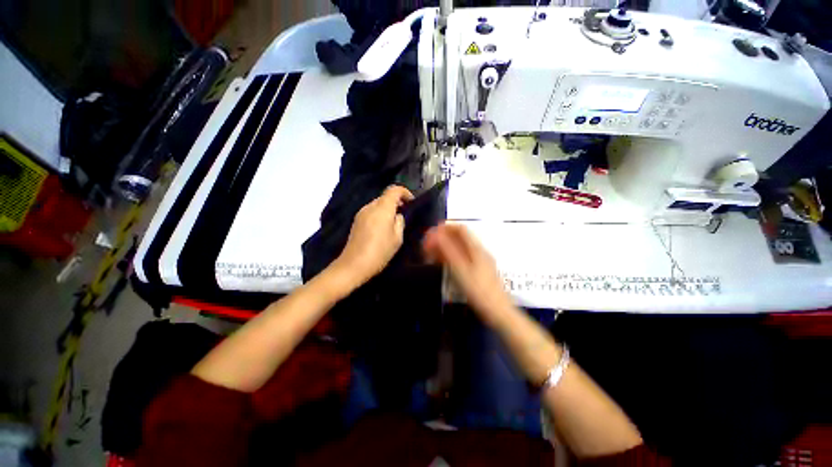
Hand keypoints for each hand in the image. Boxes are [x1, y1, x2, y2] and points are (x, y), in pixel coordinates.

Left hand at [332, 185, 413, 287]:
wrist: (354, 265)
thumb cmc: (380, 252)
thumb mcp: (397, 238)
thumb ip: (400, 222)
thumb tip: (398, 215)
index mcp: (382, 208)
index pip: (394, 189)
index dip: (405, 192)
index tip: (411, 202)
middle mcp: (370, 206)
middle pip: (385, 196)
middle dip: (396, 202)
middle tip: (404, 214)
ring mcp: (361, 213)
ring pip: (378, 204)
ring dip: (387, 209)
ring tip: (393, 223)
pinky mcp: (356, 220)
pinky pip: (371, 211)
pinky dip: (379, 214)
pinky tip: (382, 228)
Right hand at [423, 223, 512, 323]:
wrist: (497, 311)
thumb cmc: (478, 290)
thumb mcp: (460, 270)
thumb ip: (448, 250)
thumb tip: (436, 234)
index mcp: (476, 249)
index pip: (461, 229)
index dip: (446, 227)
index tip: (431, 232)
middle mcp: (478, 252)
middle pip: (459, 238)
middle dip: (442, 238)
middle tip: (427, 245)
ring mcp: (479, 261)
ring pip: (459, 249)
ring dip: (445, 248)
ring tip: (430, 254)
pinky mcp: (478, 271)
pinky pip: (462, 258)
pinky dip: (450, 258)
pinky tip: (442, 263)